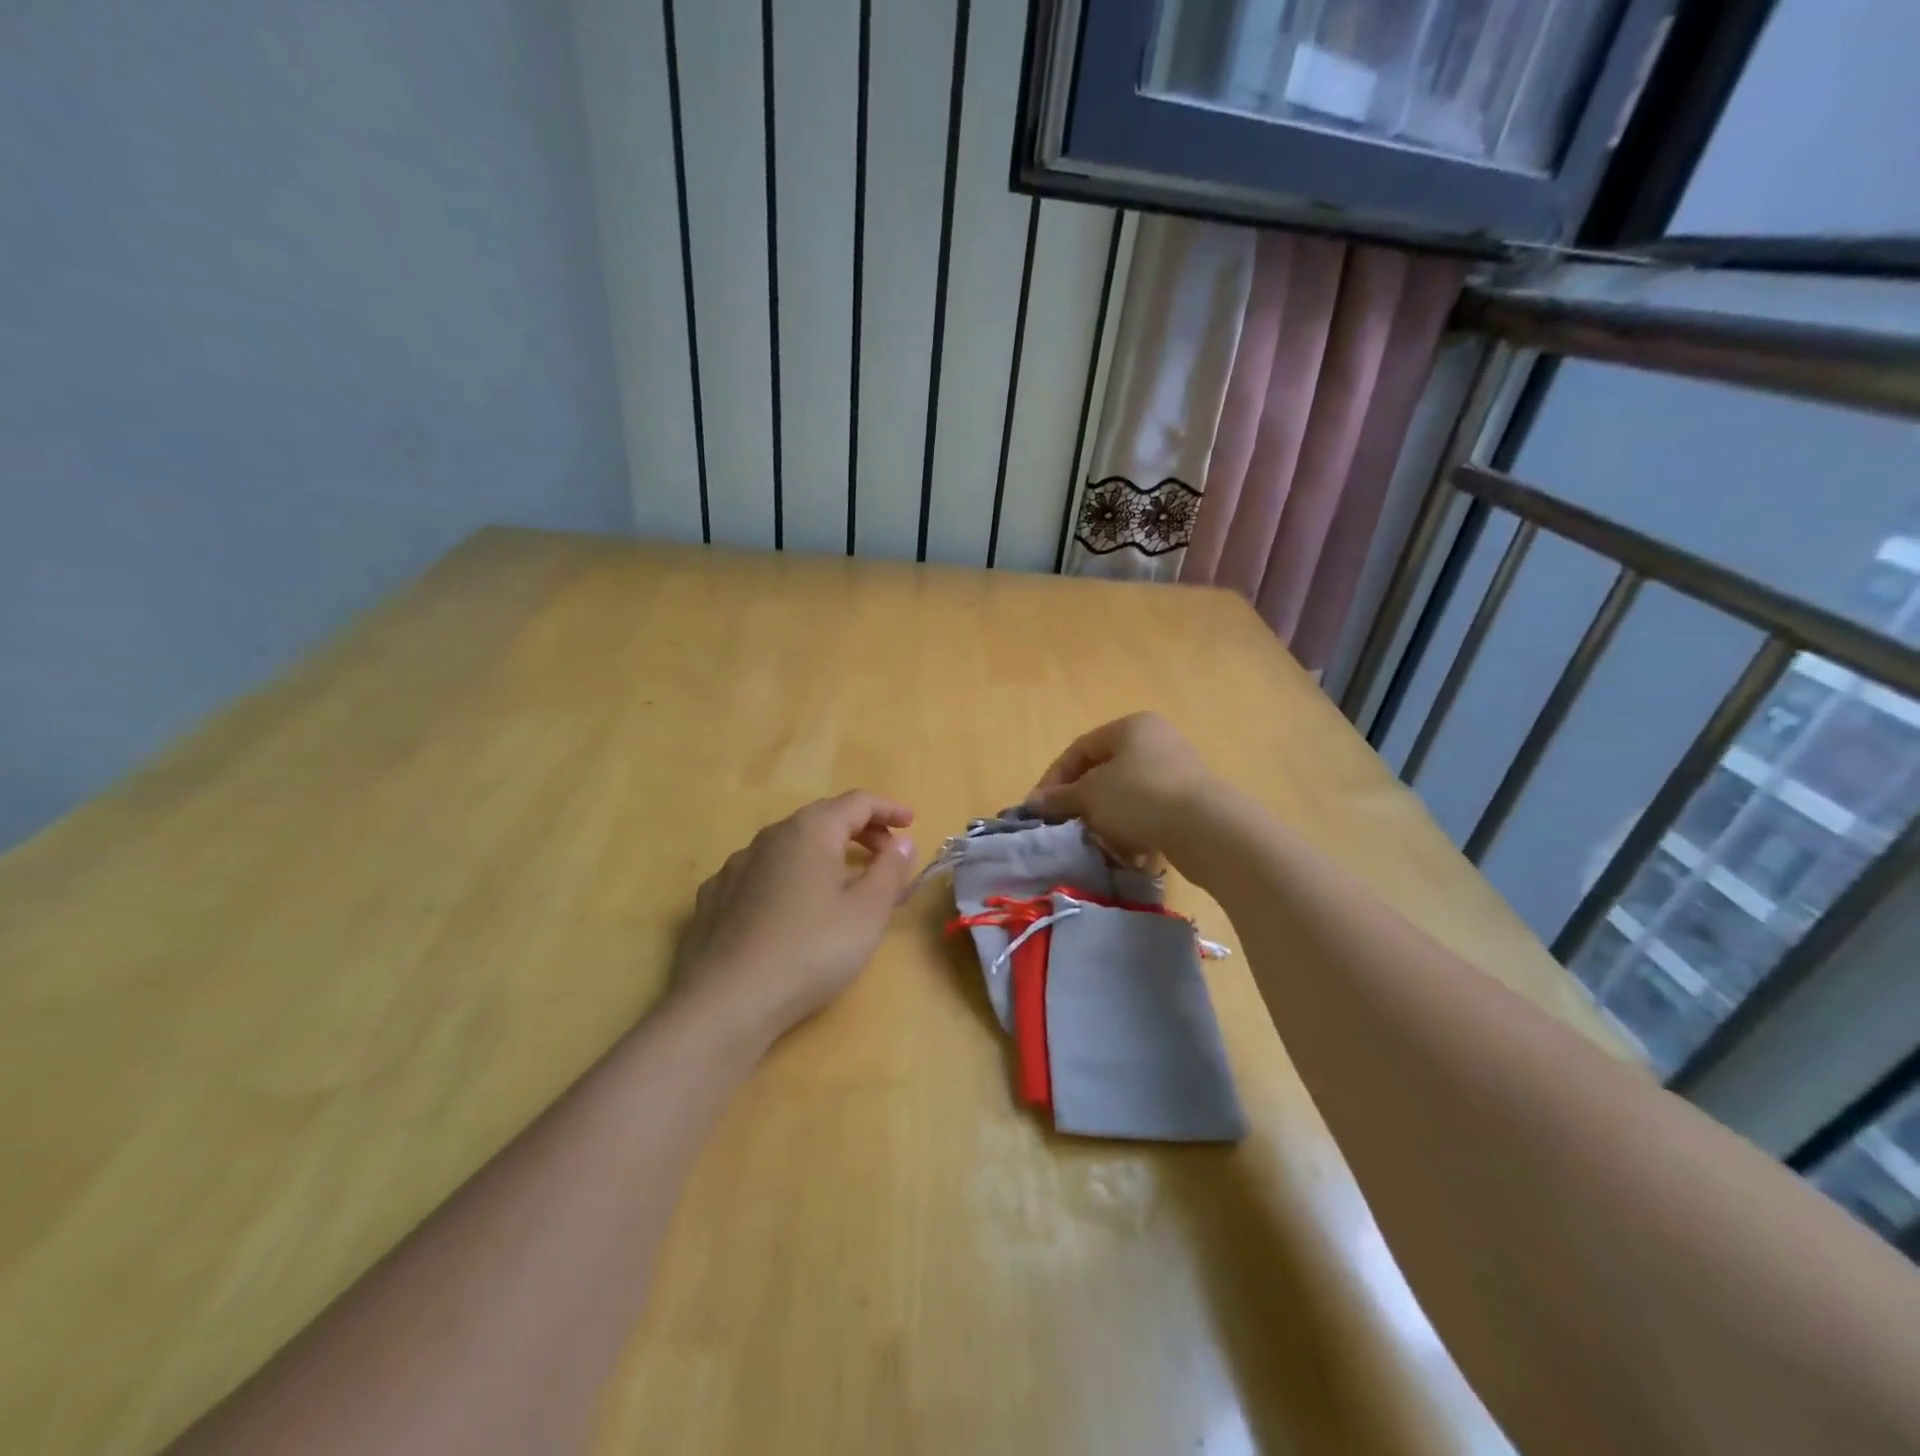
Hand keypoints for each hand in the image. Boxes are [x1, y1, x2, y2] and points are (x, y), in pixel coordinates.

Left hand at [668, 792, 915, 1049]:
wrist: (725, 1002)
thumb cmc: (810, 951)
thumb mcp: (867, 913)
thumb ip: (890, 871)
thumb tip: (901, 844)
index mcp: (810, 832)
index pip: (856, 802)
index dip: (888, 809)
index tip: (911, 824)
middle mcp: (769, 837)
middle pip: (821, 818)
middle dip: (858, 829)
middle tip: (884, 852)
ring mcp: (735, 866)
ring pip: (788, 845)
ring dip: (822, 852)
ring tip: (841, 882)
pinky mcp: (713, 898)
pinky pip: (761, 872)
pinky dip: (788, 876)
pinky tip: (791, 907)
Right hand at [1024, 713, 1218, 861]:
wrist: (1206, 829)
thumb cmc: (1140, 798)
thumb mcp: (1090, 795)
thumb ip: (1059, 797)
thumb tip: (1033, 803)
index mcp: (1130, 726)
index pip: (1079, 749)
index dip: (1054, 779)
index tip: (1039, 809)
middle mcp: (1155, 741)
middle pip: (1103, 772)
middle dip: (1081, 802)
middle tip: (1065, 825)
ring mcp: (1176, 772)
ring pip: (1125, 796)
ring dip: (1105, 819)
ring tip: (1096, 842)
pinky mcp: (1189, 803)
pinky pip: (1148, 814)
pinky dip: (1132, 830)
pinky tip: (1126, 852)